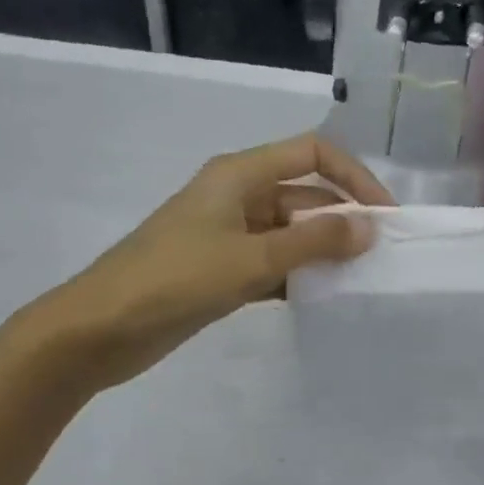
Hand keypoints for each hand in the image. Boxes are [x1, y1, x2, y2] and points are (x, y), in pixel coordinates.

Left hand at [35, 133, 391, 393]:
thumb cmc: (174, 280)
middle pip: (305, 195)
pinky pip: (272, 263)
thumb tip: (370, 227)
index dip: (354, 176)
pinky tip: (322, 299)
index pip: (312, 154)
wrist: (99, 330)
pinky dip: (297, 276)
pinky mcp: (221, 270)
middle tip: (380, 257)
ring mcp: (228, 235)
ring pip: (290, 233)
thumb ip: (313, 242)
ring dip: (322, 251)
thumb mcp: (250, 259)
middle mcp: (237, 196)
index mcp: (239, 174)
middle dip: (343, 220)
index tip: (384, 215)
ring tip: (360, 280)